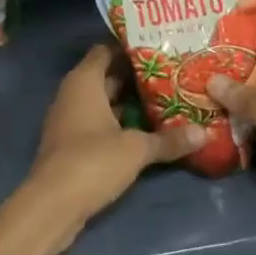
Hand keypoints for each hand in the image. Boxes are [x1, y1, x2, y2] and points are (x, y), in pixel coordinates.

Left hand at [19, 45, 203, 251]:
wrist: (51, 206)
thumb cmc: (91, 161)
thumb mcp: (136, 149)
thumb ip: (168, 139)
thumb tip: (204, 133)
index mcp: (84, 81)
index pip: (106, 50)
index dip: (130, 48)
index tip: (159, 48)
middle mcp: (74, 94)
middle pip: (107, 76)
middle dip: (136, 76)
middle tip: (172, 74)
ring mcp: (71, 120)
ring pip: (105, 102)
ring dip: (130, 102)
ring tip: (167, 99)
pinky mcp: (73, 144)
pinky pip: (100, 123)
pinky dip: (120, 124)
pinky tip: (147, 130)